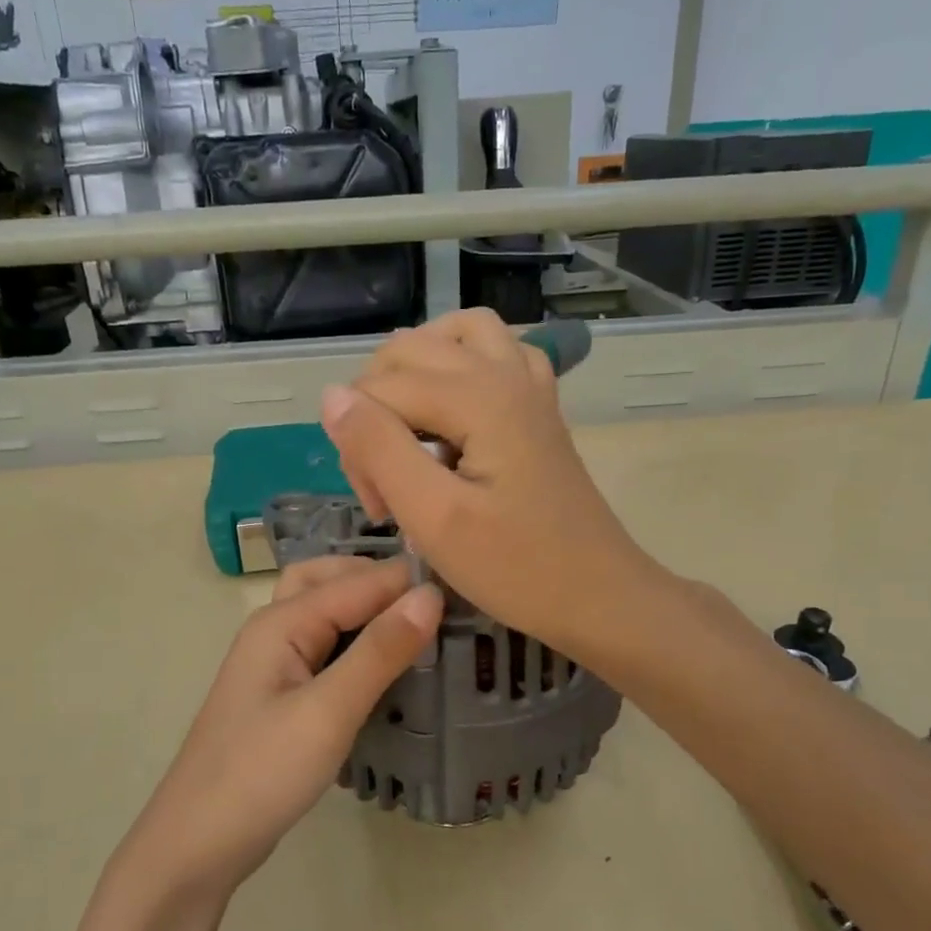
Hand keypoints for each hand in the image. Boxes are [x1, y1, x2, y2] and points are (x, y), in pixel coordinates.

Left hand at [124, 556, 442, 900]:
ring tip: (416, 624)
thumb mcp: (328, 712)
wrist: (198, 843)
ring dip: (365, 608)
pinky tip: (384, 663)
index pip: (356, 582)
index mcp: (280, 622)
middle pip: (328, 580)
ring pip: (323, 613)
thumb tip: (430, 595)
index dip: (408, 582)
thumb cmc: (262, 773)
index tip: (466, 586)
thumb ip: (379, 652)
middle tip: (434, 600)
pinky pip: (322, 648)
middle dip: (378, 580)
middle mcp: (273, 630)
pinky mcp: (281, 696)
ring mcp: (273, 664)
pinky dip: (355, 641)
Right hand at [319, 309, 655, 657]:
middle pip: (409, 353)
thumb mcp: (434, 518)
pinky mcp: (539, 406)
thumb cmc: (516, 569)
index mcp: (479, 396)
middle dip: (379, 408)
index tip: (380, 509)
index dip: (359, 445)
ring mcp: (529, 384)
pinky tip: (454, 409)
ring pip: (456, 335)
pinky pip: (497, 353)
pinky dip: (463, 365)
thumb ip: (378, 450)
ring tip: (406, 424)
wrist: (598, 596)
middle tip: (388, 480)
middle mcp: (505, 372)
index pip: (380, 389)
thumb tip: (333, 396)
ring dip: (416, 370)